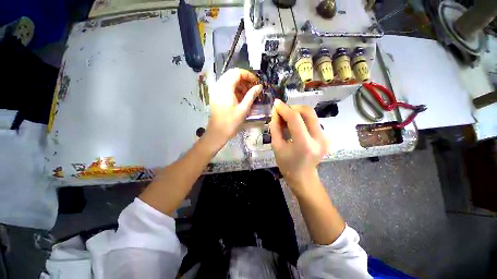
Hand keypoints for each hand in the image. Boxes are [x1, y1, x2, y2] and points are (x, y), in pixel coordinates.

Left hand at [207, 68, 262, 143]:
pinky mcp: (215, 95)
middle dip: (244, 79)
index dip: (248, 75)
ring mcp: (215, 90)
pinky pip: (225, 86)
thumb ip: (251, 95)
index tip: (256, 82)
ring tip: (247, 93)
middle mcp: (218, 85)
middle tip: (252, 87)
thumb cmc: (231, 122)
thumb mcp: (244, 109)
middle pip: (232, 74)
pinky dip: (233, 89)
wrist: (217, 132)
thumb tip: (259, 86)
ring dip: (239, 84)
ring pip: (228, 80)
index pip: (237, 72)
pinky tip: (240, 97)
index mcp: (225, 87)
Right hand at [270, 99, 327, 189]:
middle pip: (308, 112)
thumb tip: (275, 112)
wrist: (303, 177)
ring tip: (286, 118)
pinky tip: (294, 124)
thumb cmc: (286, 164)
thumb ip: (275, 127)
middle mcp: (319, 139)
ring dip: (298, 112)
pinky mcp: (325, 137)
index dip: (284, 109)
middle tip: (282, 111)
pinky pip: (313, 121)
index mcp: (304, 144)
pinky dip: (302, 118)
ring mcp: (325, 137)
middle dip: (293, 108)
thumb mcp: (276, 146)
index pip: (295, 118)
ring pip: (312, 115)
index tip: (276, 104)